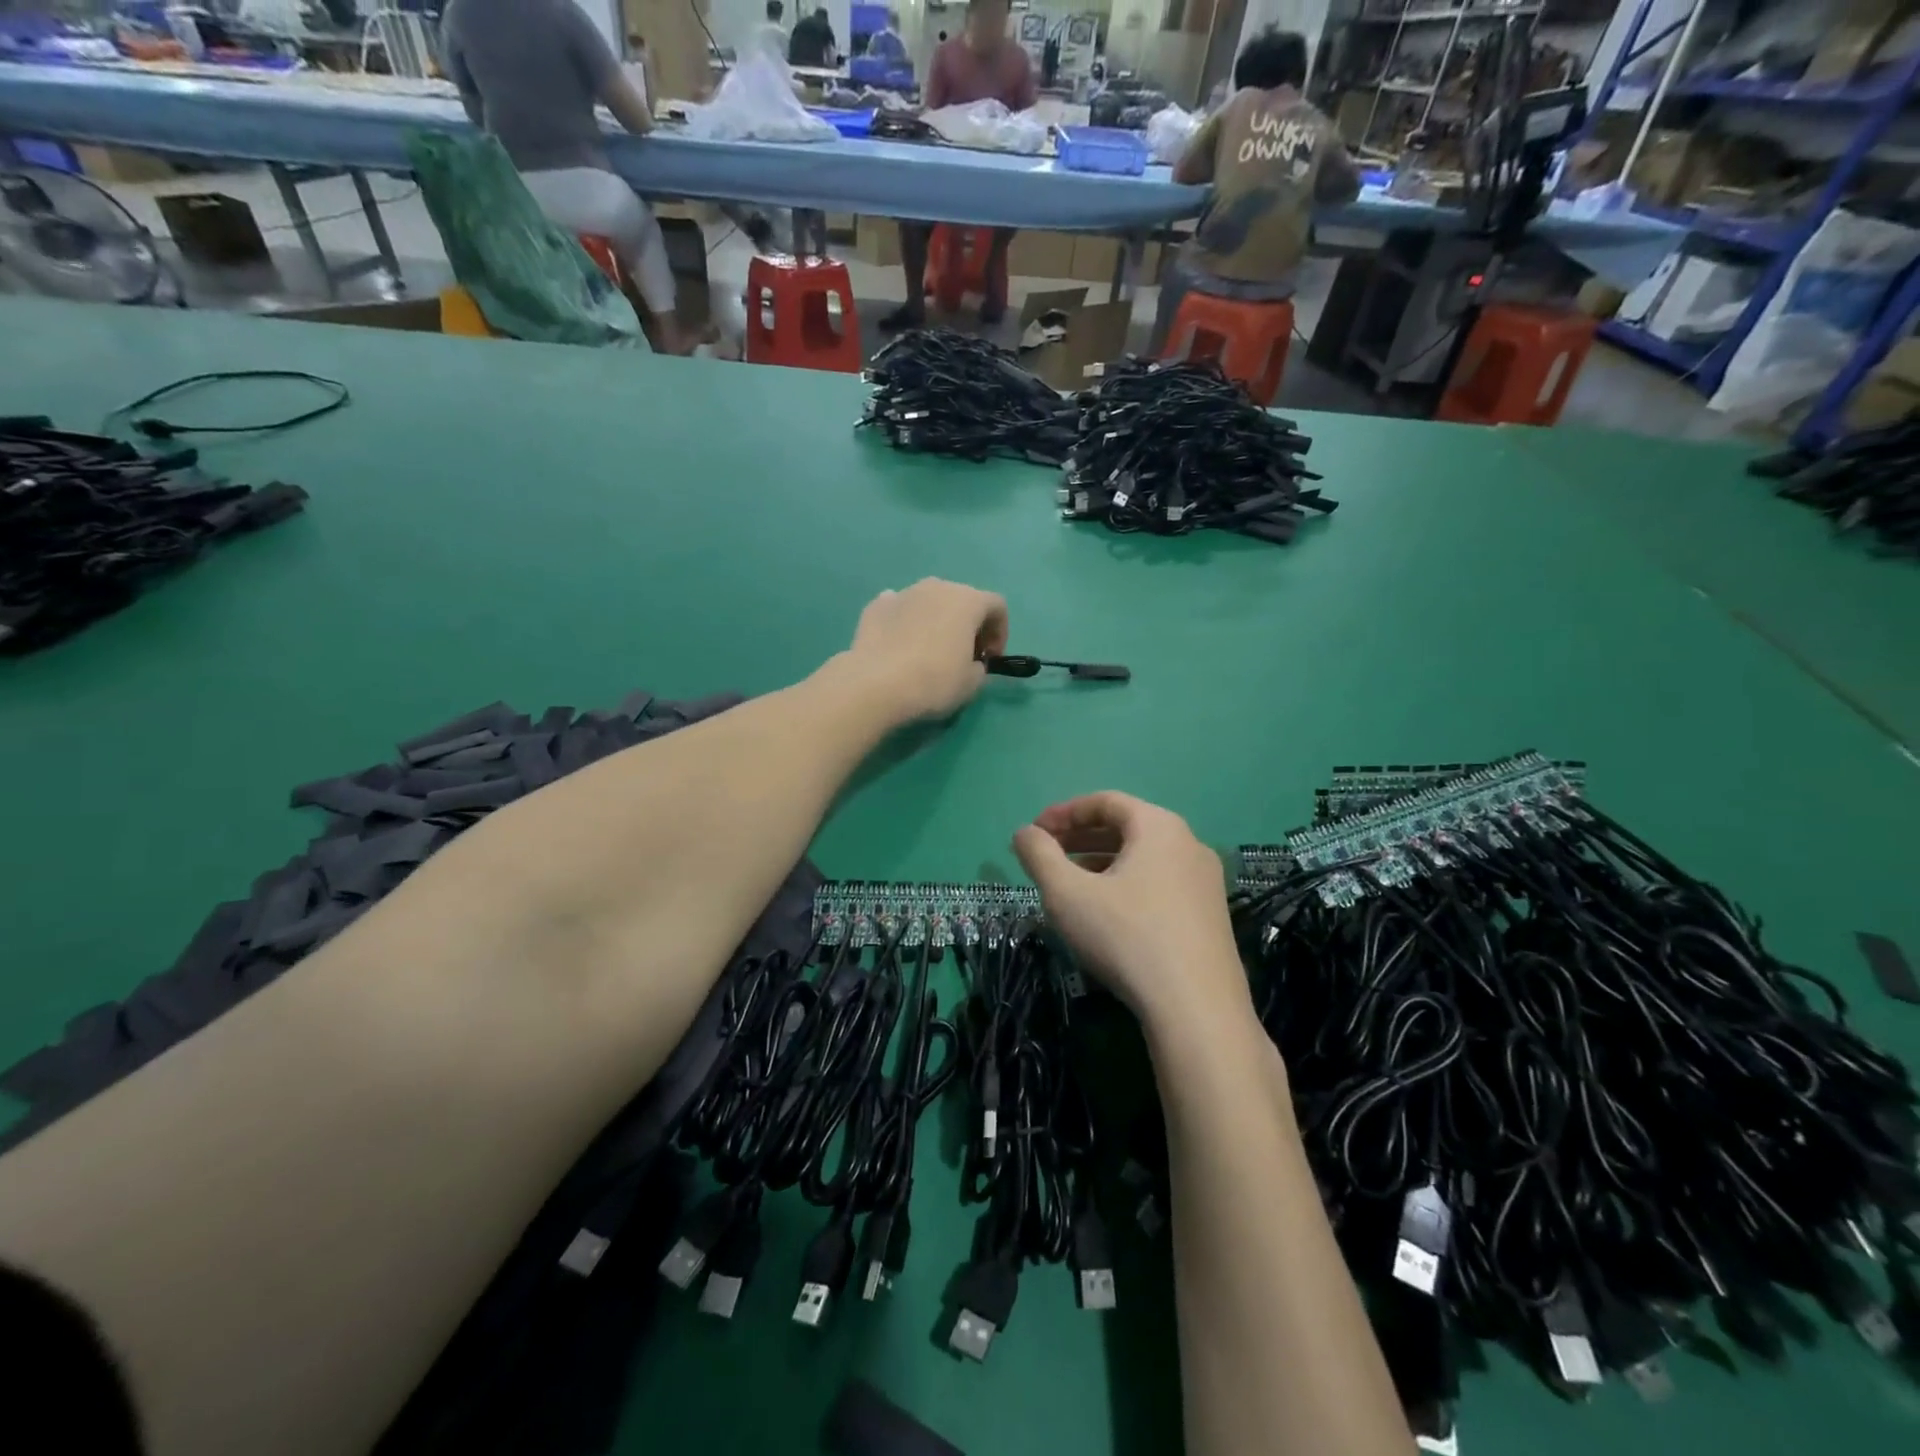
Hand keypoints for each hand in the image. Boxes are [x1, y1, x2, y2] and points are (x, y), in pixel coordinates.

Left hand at [844, 579, 1007, 723]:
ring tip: (929, 651)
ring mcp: (903, 593)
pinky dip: (906, 623)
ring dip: (936, 621)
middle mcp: (936, 587)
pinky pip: (900, 610)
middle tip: (962, 655)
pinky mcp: (875, 606)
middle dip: (968, 625)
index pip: (996, 606)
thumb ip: (979, 667)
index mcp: (967, 600)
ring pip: (929, 602)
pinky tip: (900, 647)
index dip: (1000, 632)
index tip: (990, 659)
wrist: (875, 684)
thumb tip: (970, 662)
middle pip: (962, 600)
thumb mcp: (972, 684)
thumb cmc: (934, 681)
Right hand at [1012, 792, 1249, 1030]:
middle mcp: (1189, 844)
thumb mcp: (1067, 894)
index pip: (1106, 802)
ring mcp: (1205, 882)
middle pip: (1127, 827)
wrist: (1197, 1009)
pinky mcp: (1210, 916)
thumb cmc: (1126, 937)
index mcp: (1159, 826)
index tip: (1034, 832)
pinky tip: (1107, 913)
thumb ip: (1039, 855)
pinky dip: (1127, 885)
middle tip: (1047, 854)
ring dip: (1102, 862)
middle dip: (1081, 837)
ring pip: (1144, 858)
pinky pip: (1160, 883)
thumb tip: (1023, 833)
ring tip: (1070, 883)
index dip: (1064, 812)